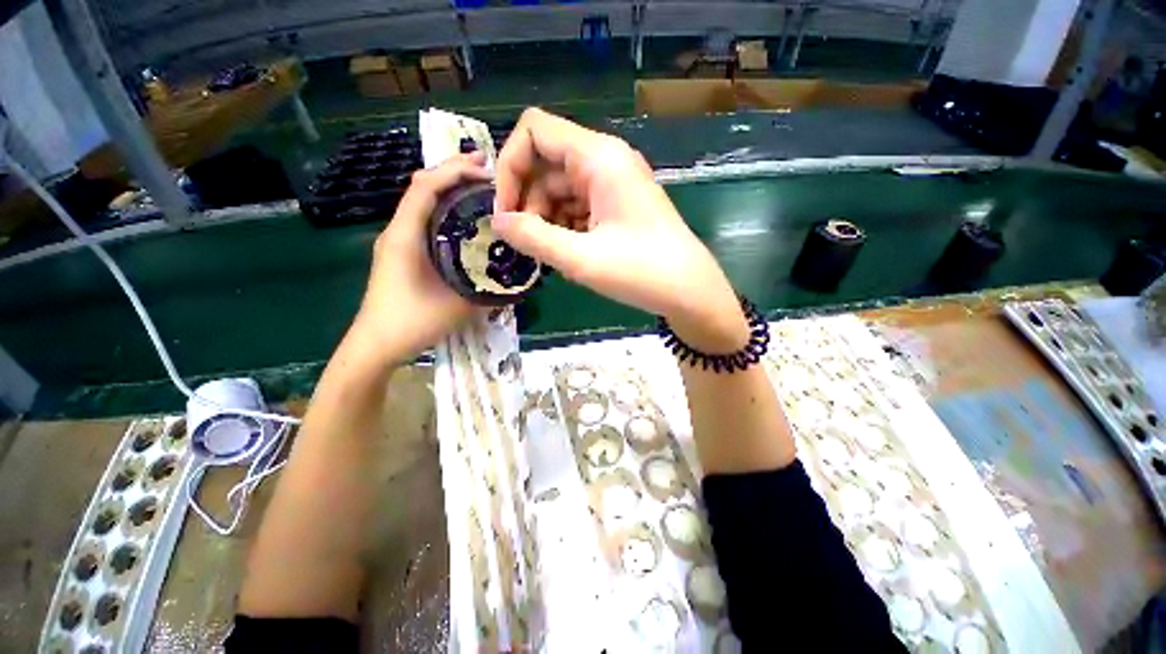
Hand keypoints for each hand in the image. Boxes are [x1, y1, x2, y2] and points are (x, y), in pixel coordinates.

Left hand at [351, 152, 490, 364]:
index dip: (454, 171)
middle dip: (454, 171)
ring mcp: (398, 240)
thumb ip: (490, 293)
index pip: (425, 187)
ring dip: (450, 189)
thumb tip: (520, 281)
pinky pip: (425, 219)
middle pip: (423, 186)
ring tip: (481, 188)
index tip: (487, 171)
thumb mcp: (459, 307)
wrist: (376, 345)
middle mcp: (398, 230)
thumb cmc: (411, 323)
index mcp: (405, 236)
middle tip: (489, 170)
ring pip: (423, 201)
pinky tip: (466, 219)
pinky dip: (445, 209)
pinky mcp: (402, 251)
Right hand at [492, 108, 746, 351]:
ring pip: (560, 188)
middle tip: (524, 242)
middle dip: (527, 200)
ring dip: (545, 217)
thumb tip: (497, 222)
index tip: (505, 212)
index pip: (534, 130)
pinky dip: (564, 225)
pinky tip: (567, 252)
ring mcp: (613, 183)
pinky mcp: (618, 205)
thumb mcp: (581, 259)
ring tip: (548, 253)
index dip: (509, 166)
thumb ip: (533, 238)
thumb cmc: (641, 272)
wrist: (690, 292)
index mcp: (599, 157)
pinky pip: (578, 205)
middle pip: (546, 163)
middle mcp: (605, 160)